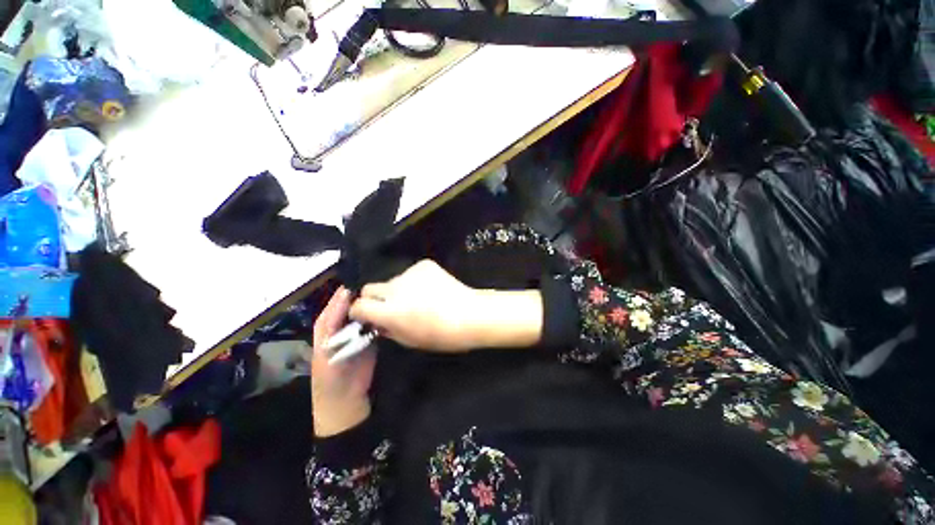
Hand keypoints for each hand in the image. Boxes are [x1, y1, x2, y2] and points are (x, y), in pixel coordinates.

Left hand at [311, 288, 375, 436]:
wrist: (346, 402)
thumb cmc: (330, 378)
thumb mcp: (326, 350)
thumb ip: (332, 324)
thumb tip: (344, 297)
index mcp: (327, 326)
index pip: (337, 303)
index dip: (348, 292)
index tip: (363, 279)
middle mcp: (342, 326)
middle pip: (353, 305)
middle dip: (363, 295)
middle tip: (379, 283)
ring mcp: (358, 332)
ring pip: (365, 313)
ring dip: (373, 305)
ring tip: (387, 292)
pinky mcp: (371, 338)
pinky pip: (375, 324)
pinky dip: (380, 316)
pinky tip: (389, 308)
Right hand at [349, 260, 543, 351]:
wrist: (472, 314)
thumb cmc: (442, 335)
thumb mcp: (410, 340)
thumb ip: (388, 330)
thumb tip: (376, 322)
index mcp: (391, 311)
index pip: (359, 305)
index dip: (360, 311)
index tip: (366, 315)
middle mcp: (396, 288)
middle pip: (371, 287)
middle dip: (375, 298)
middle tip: (390, 307)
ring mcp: (411, 273)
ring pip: (393, 280)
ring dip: (399, 289)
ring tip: (419, 298)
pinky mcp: (425, 264)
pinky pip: (411, 273)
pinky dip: (415, 281)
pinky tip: (431, 289)